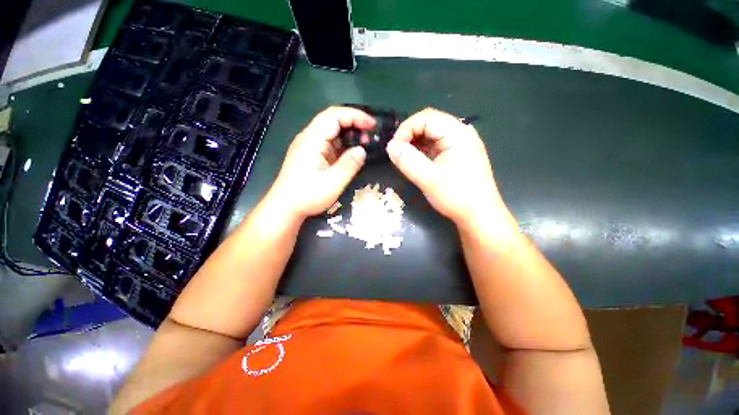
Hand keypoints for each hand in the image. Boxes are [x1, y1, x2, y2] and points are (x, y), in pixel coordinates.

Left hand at [267, 106, 375, 218]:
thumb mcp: (333, 182)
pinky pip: (329, 143)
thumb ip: (349, 165)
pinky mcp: (311, 154)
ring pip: (331, 131)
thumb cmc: (308, 196)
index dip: (355, 116)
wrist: (285, 207)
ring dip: (349, 134)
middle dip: (354, 122)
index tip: (372, 124)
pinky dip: (343, 144)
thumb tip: (362, 150)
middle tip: (371, 133)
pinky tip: (352, 152)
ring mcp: (309, 146)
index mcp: (312, 140)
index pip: (334, 116)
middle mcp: (309, 138)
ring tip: (365, 143)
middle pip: (332, 120)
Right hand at [386, 108, 506, 225]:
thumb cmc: (456, 196)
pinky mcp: (456, 154)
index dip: (405, 129)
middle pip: (428, 123)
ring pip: (430, 135)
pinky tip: (416, 162)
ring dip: (414, 144)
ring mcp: (459, 144)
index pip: (426, 117)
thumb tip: (390, 146)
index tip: (394, 148)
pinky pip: (435, 146)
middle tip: (397, 154)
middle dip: (409, 136)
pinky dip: (422, 151)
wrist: (479, 215)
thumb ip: (407, 160)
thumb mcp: (428, 179)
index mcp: (457, 133)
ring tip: (404, 159)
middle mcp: (460, 133)